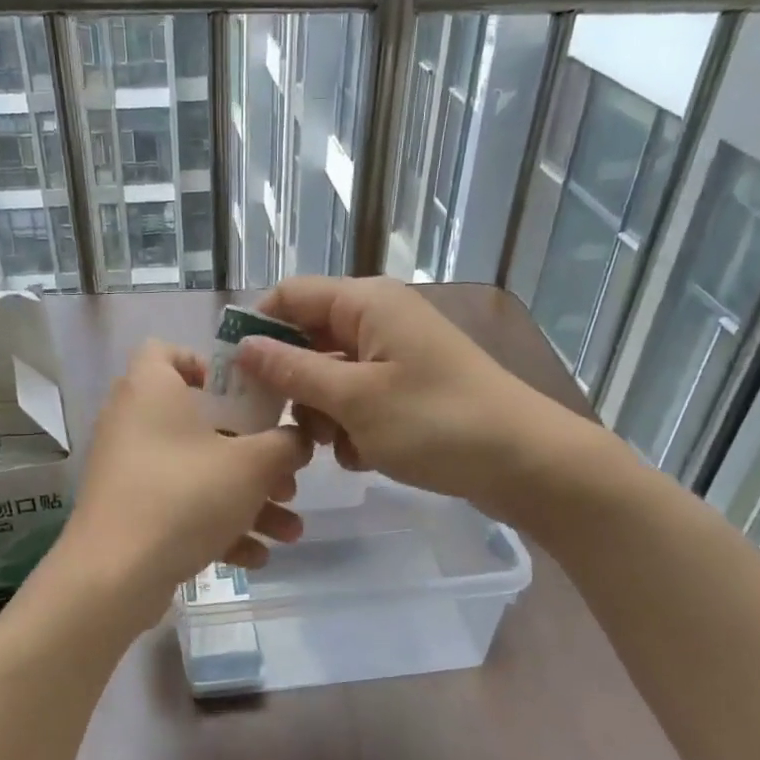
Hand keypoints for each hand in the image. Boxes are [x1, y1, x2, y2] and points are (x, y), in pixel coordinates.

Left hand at [54, 340, 311, 628]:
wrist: (114, 577)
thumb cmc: (184, 497)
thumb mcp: (252, 466)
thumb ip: (285, 444)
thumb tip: (296, 440)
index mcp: (152, 390)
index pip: (167, 351)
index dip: (208, 365)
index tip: (246, 395)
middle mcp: (134, 423)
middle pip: (202, 424)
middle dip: (255, 457)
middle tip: (287, 479)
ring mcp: (129, 471)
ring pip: (199, 473)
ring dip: (247, 500)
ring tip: (289, 531)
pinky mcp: (129, 512)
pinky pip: (181, 507)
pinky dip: (217, 527)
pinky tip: (255, 557)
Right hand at [235, 277, 617, 513]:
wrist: (524, 462)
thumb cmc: (436, 423)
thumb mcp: (355, 399)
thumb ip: (293, 371)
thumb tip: (243, 345)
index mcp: (365, 303)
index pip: (289, 296)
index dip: (256, 330)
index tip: (234, 378)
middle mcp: (378, 319)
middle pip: (307, 339)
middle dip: (291, 384)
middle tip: (282, 427)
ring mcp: (395, 356)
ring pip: (330, 377)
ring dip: (322, 414)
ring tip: (336, 448)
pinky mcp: (408, 390)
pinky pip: (358, 400)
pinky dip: (351, 428)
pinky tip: (363, 457)